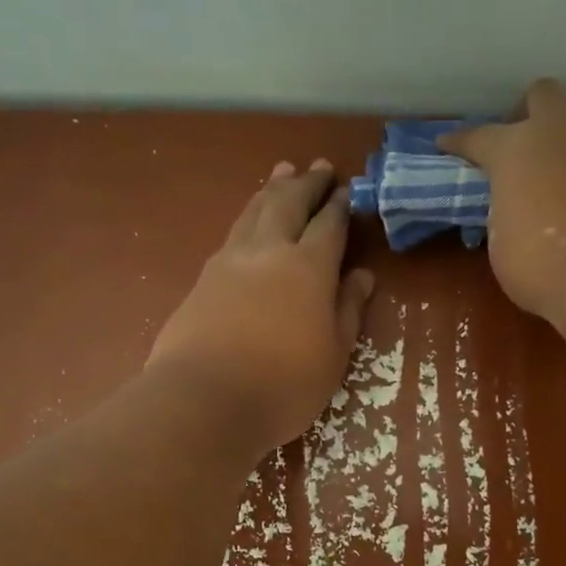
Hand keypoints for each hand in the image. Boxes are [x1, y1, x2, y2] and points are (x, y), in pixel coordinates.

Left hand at [148, 159, 374, 458]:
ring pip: (255, 211)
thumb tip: (362, 276)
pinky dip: (248, 215)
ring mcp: (230, 261)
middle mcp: (269, 251)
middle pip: (289, 204)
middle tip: (319, 166)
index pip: (329, 225)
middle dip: (307, 183)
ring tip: (283, 172)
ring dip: (273, 189)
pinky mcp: (203, 278)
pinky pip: (233, 232)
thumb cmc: (284, 384)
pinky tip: (250, 220)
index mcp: (309, 267)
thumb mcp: (334, 354)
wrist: (205, 399)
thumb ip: (348, 310)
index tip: (347, 189)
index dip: (340, 206)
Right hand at [441, 79, 565, 324]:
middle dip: (530, 111)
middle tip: (523, 141)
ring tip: (561, 164)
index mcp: (515, 149)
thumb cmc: (544, 264)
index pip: (479, 137)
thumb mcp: (504, 243)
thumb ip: (507, 214)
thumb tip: (517, 210)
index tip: (446, 143)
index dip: (460, 142)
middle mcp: (560, 132)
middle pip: (544, 94)